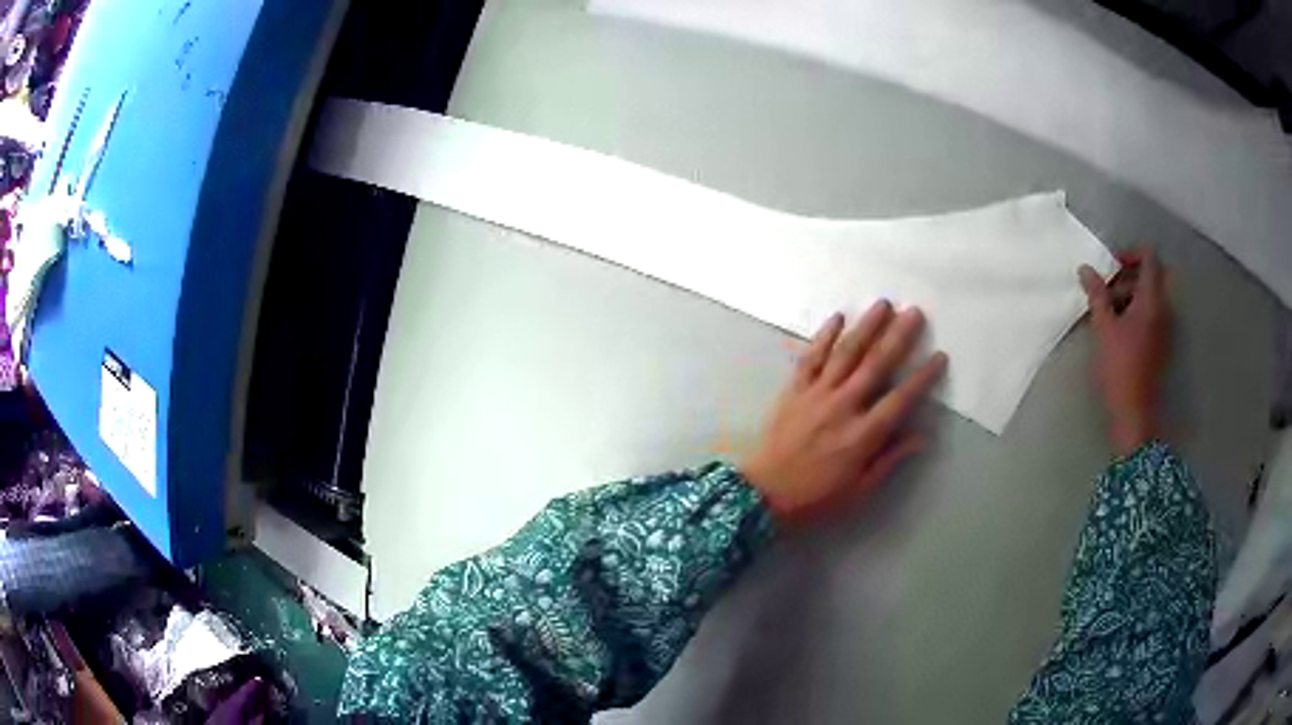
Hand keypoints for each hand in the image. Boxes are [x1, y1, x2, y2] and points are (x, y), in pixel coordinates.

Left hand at [741, 302, 947, 521]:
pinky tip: (837, 317)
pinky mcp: (793, 390)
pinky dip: (823, 336)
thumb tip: (922, 436)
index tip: (939, 356)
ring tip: (883, 304)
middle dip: (898, 336)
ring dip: (866, 326)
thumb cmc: (816, 497)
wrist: (763, 494)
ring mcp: (816, 394)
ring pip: (845, 353)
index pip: (900, 399)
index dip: (922, 377)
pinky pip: (810, 357)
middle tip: (915, 312)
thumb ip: (890, 460)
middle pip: (876, 365)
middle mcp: (842, 407)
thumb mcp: (859, 490)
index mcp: (862, 435)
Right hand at [1079, 250, 1170, 456]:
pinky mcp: (1161, 345)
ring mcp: (1164, 329)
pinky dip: (1137, 313)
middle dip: (1130, 276)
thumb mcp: (1103, 328)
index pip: (1150, 259)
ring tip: (1109, 311)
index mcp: (1152, 300)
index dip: (1131, 254)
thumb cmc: (1119, 367)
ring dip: (1132, 295)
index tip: (1112, 266)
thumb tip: (1086, 269)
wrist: (1134, 413)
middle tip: (1109, 288)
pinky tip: (1119, 329)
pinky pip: (1152, 316)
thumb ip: (1097, 294)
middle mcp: (1163, 309)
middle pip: (1152, 277)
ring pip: (1152, 297)